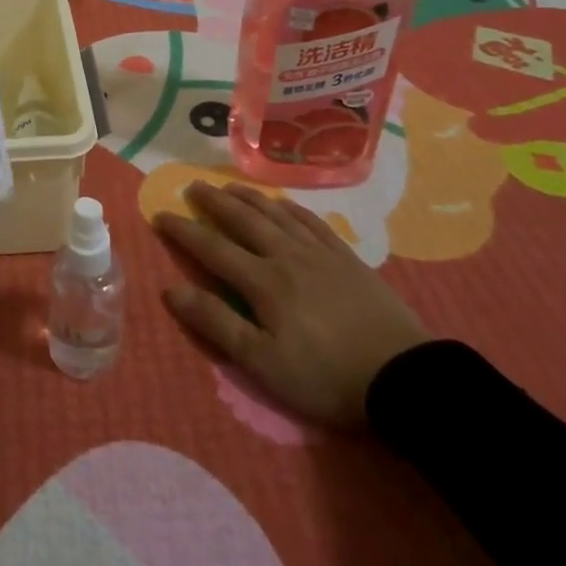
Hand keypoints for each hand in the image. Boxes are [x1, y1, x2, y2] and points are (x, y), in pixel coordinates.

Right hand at [154, 182, 430, 428]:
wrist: (405, 379)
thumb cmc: (326, 376)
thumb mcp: (262, 362)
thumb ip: (216, 322)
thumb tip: (170, 289)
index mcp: (262, 281)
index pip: (212, 248)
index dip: (183, 230)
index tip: (160, 214)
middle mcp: (286, 255)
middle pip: (243, 220)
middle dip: (214, 202)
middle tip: (193, 186)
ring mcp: (320, 253)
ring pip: (276, 214)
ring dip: (249, 197)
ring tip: (230, 186)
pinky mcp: (348, 259)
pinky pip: (312, 222)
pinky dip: (291, 209)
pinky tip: (284, 204)